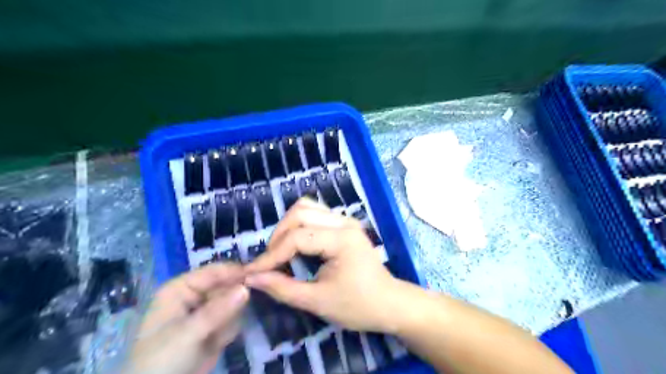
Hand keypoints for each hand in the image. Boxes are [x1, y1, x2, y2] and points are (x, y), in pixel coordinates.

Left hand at [123, 263, 247, 373]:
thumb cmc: (162, 360)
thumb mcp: (188, 333)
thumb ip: (218, 310)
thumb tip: (246, 288)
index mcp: (181, 288)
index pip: (213, 272)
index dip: (234, 272)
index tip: (256, 276)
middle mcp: (194, 295)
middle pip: (226, 285)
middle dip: (231, 302)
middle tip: (229, 319)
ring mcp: (206, 311)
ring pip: (233, 303)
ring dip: (229, 319)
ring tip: (215, 337)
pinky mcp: (214, 326)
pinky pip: (233, 319)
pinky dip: (228, 331)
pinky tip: (215, 344)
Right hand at [242, 198, 402, 331]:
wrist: (389, 303)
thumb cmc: (358, 306)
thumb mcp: (318, 301)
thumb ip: (282, 288)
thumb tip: (252, 278)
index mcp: (342, 239)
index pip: (297, 237)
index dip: (271, 255)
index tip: (252, 272)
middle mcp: (344, 222)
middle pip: (300, 212)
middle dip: (278, 236)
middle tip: (270, 262)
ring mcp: (346, 220)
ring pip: (307, 208)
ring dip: (288, 226)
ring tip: (280, 252)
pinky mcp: (345, 224)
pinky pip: (316, 214)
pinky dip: (299, 225)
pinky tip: (296, 244)